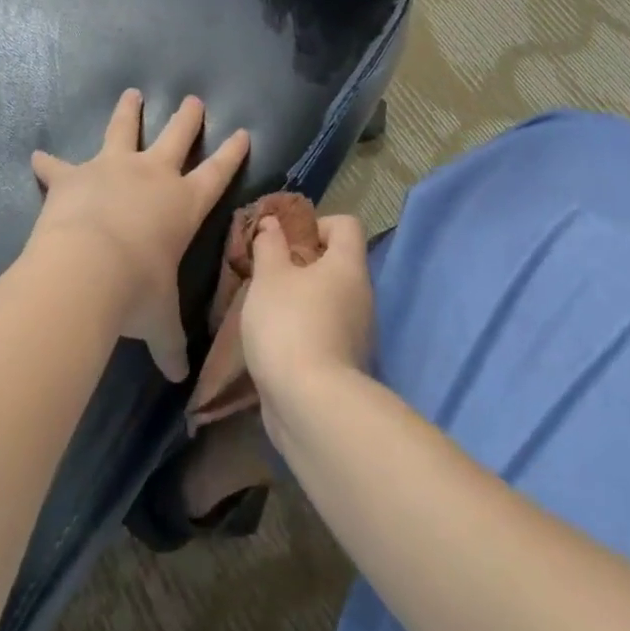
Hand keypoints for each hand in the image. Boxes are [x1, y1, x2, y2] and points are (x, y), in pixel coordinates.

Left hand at [28, 90, 248, 381]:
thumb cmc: (136, 292)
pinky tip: (36, 156)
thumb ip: (170, 344)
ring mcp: (112, 169)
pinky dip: (48, 163)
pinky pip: (58, 166)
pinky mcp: (74, 176)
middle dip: (188, 118)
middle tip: (194, 100)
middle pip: (176, 137)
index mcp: (183, 204)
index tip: (243, 132)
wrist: (86, 269)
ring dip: (128, 112)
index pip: (217, 173)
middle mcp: (152, 176)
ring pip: (124, 130)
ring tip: (132, 93)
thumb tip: (182, 378)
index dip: (233, 153)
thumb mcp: (159, 321)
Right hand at [241, 212, 374, 417]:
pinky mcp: (347, 365)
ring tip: (267, 311)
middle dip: (302, 265)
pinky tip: (277, 344)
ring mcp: (358, 333)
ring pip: (330, 300)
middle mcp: (362, 294)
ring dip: (302, 301)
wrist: (311, 407)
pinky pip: (326, 332)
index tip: (287, 242)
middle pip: (337, 264)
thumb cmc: (289, 325)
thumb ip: (269, 245)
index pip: (346, 225)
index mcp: (348, 265)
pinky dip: (305, 331)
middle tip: (270, 276)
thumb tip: (272, 223)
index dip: (317, 224)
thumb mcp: (269, 277)